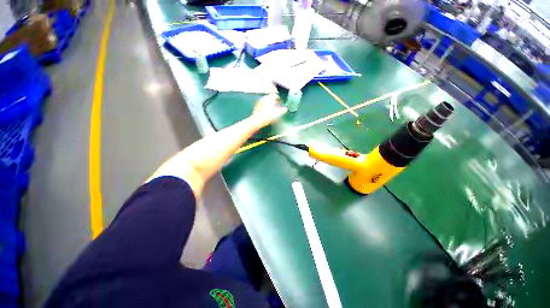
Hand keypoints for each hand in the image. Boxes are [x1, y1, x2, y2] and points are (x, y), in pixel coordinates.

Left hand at [250, 94, 287, 128]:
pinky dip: (265, 106)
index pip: (275, 95)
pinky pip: (262, 104)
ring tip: (272, 109)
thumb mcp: (278, 114)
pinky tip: (266, 112)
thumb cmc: (268, 116)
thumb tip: (285, 109)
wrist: (257, 120)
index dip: (278, 98)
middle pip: (270, 97)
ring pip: (266, 101)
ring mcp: (259, 102)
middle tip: (276, 106)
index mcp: (270, 98)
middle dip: (274, 101)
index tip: (280, 102)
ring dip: (269, 104)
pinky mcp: (256, 106)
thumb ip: (282, 110)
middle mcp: (264, 98)